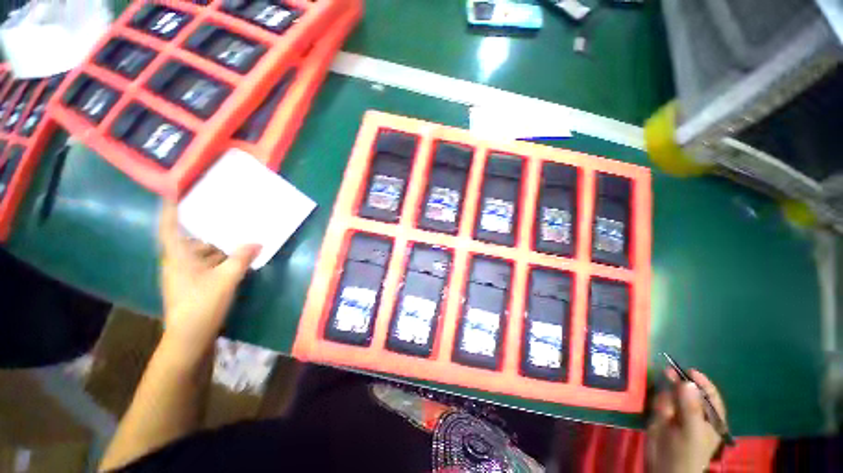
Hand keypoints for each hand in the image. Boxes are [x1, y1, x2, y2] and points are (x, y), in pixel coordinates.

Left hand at [158, 202, 259, 361]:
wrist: (189, 338)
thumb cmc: (202, 304)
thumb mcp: (226, 279)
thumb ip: (241, 258)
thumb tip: (257, 242)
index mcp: (178, 257)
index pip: (170, 227)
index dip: (171, 209)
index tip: (175, 192)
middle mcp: (178, 263)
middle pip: (191, 240)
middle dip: (209, 231)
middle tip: (228, 219)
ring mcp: (184, 276)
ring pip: (201, 254)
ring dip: (219, 248)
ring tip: (240, 241)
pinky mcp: (193, 286)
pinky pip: (206, 265)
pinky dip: (220, 261)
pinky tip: (237, 261)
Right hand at [647, 369, 726, 472]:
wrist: (663, 469)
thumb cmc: (685, 453)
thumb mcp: (691, 432)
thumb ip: (690, 407)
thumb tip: (688, 382)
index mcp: (711, 419)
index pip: (710, 395)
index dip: (702, 383)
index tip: (689, 371)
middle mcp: (696, 413)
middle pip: (689, 392)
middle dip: (679, 382)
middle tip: (668, 372)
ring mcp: (678, 414)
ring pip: (673, 395)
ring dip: (667, 392)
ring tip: (664, 397)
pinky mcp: (662, 416)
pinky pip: (661, 402)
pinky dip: (659, 400)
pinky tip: (659, 406)